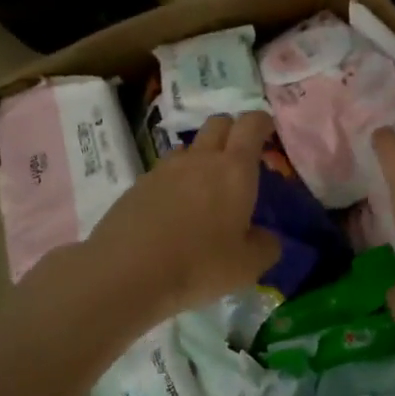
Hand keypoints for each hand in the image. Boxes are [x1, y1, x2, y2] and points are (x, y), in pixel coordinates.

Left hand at [75, 110, 281, 324]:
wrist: (126, 272)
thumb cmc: (199, 266)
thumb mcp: (247, 267)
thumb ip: (265, 246)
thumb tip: (265, 237)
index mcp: (234, 170)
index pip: (251, 124)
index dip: (262, 123)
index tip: (269, 133)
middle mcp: (199, 159)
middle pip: (218, 124)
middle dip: (233, 132)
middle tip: (240, 159)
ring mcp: (164, 170)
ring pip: (189, 148)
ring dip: (202, 158)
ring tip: (205, 191)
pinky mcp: (137, 186)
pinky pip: (164, 173)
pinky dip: (175, 183)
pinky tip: (174, 213)